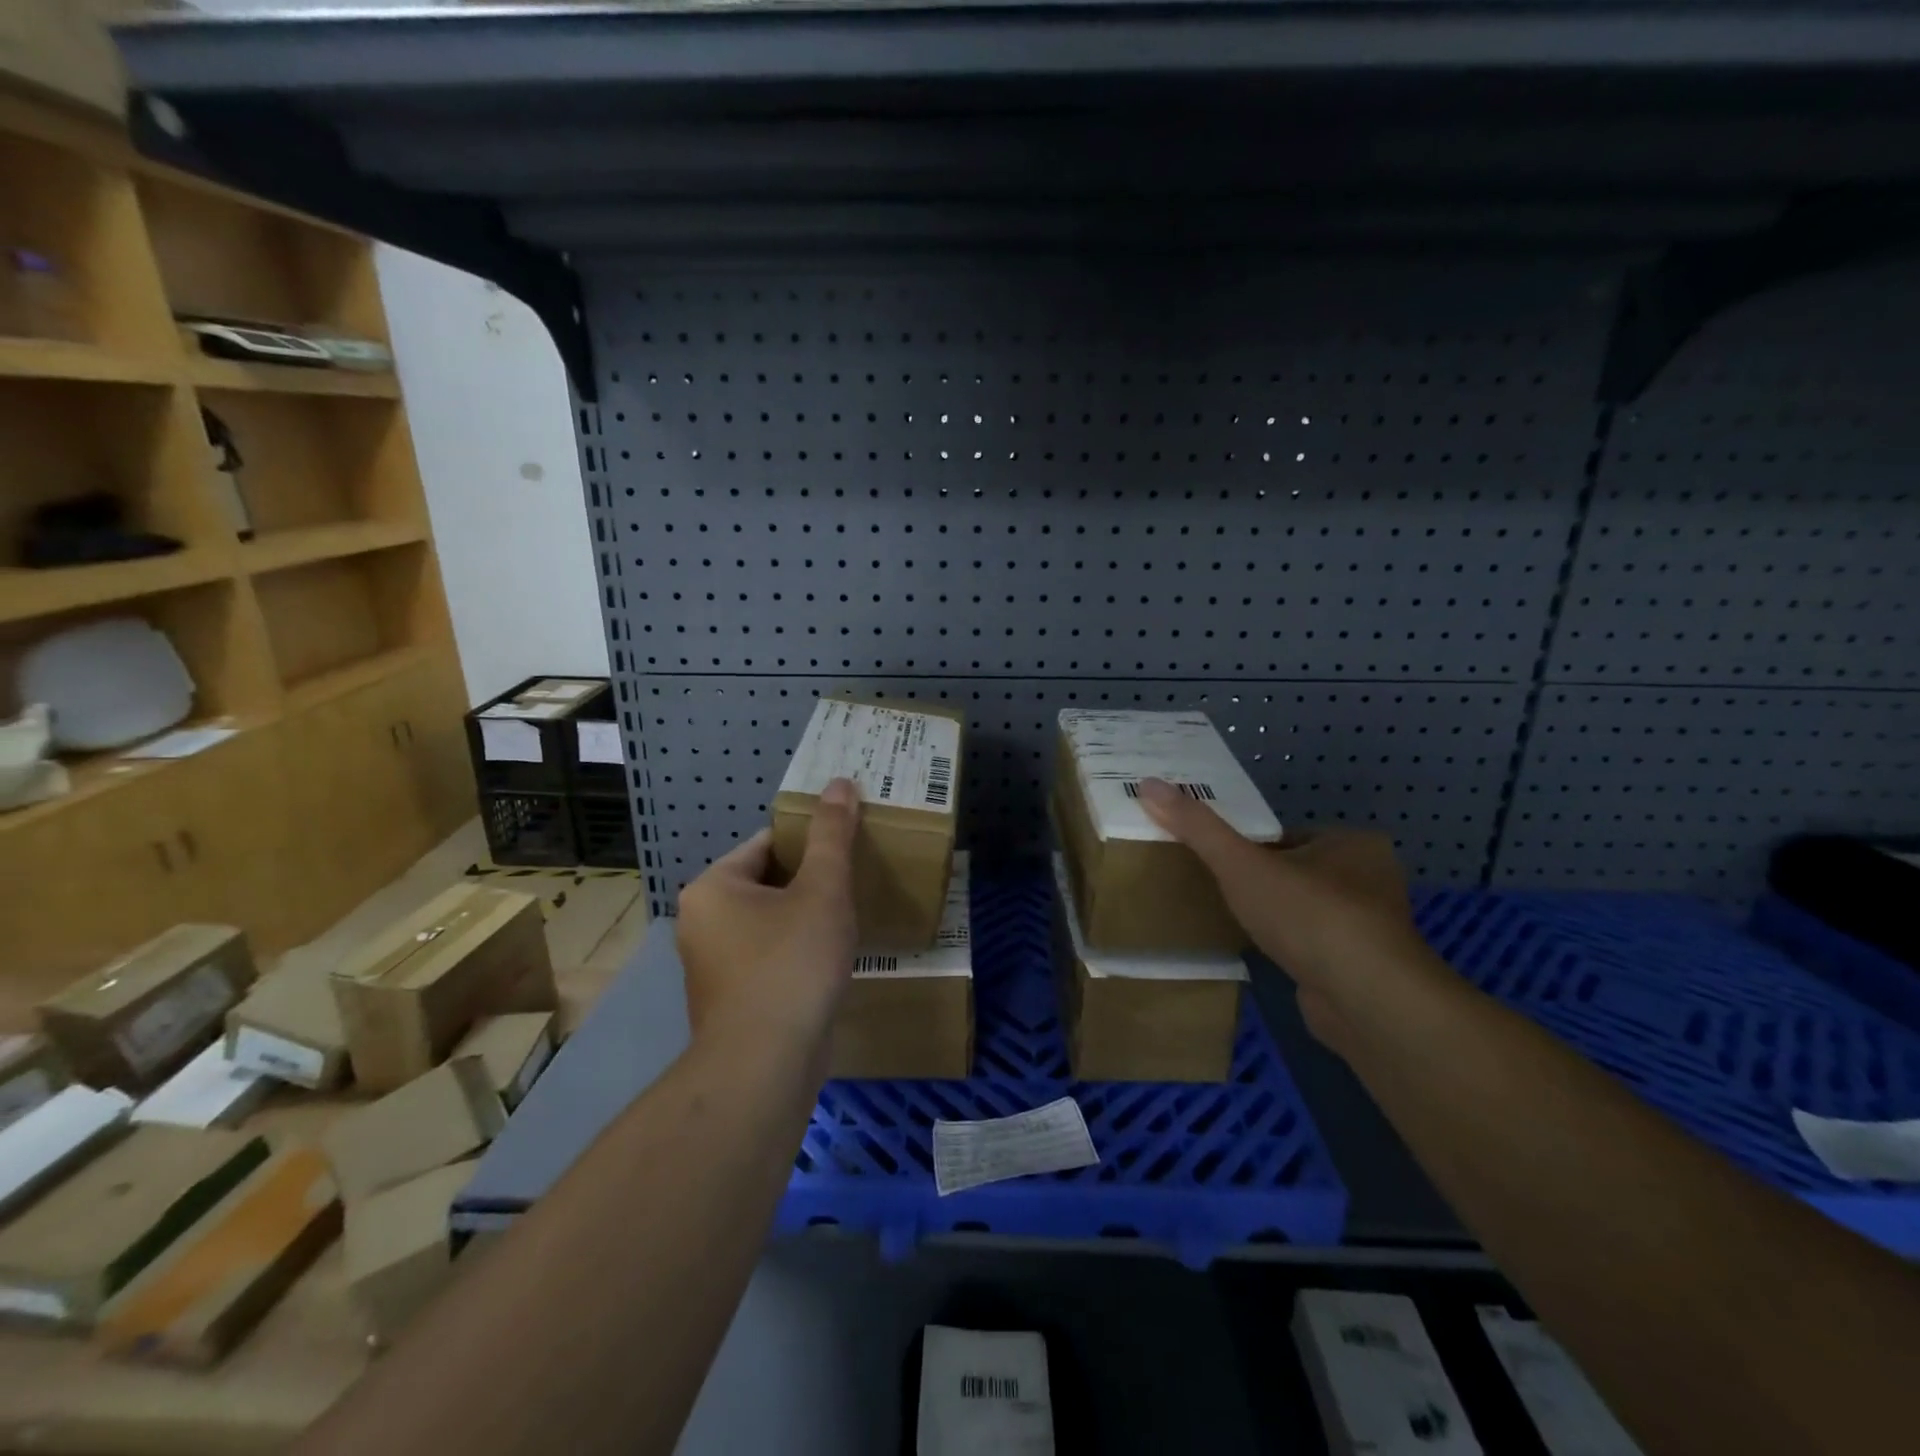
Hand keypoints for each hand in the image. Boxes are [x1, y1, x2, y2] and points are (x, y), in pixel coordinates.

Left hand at [676, 778, 860, 1050]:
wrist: (765, 1066)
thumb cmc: (791, 964)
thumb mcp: (822, 890)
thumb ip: (833, 836)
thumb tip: (841, 782)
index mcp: (713, 887)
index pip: (768, 844)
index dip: (812, 843)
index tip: (849, 849)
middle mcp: (701, 922)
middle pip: (768, 884)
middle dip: (811, 884)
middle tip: (854, 883)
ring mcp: (711, 965)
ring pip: (769, 924)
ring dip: (805, 920)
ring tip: (848, 921)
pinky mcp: (729, 1000)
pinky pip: (768, 958)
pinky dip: (796, 954)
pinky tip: (828, 963)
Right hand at [1136, 779, 1444, 1046]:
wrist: (1366, 1001)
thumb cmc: (1308, 916)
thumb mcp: (1242, 864)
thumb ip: (1197, 827)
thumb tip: (1149, 784)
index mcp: (1353, 843)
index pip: (1288, 836)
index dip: (1249, 847)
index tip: (1218, 863)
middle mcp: (1372, 879)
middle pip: (1296, 871)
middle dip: (1262, 882)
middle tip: (1221, 892)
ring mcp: (1371, 927)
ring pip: (1306, 909)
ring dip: (1277, 917)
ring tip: (1238, 924)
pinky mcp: (1364, 968)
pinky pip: (1316, 945)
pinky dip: (1292, 947)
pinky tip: (1267, 956)